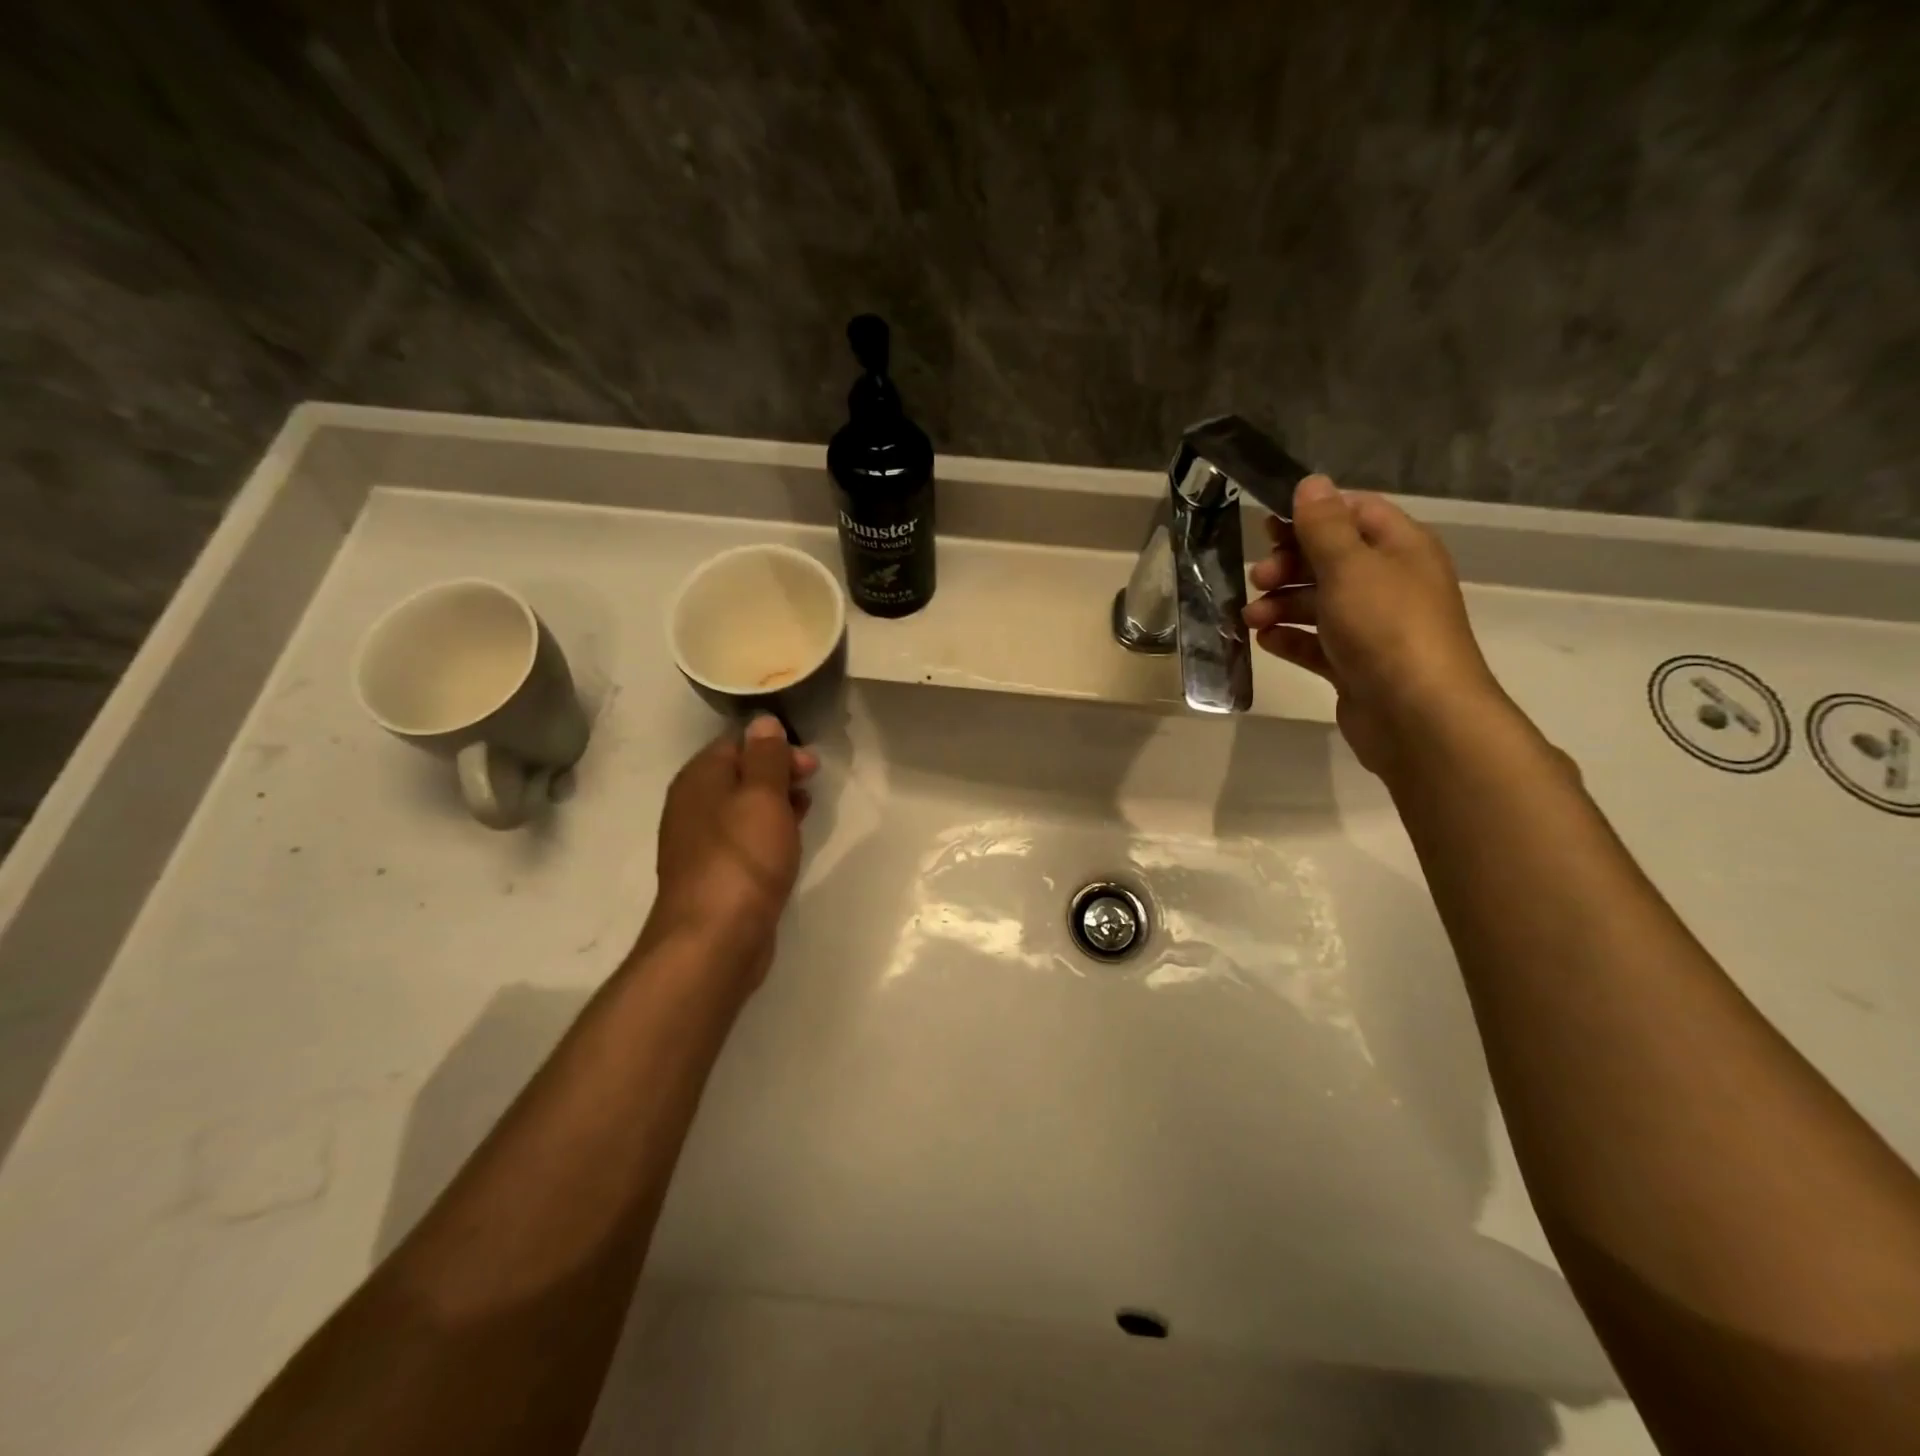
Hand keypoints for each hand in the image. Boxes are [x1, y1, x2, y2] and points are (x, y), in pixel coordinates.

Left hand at [647, 714, 818, 984]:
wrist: (714, 938)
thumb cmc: (742, 858)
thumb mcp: (762, 797)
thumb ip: (765, 756)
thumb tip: (763, 722)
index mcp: (699, 779)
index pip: (736, 742)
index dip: (775, 744)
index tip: (809, 761)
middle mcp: (693, 806)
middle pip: (740, 774)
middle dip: (778, 772)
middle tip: (813, 781)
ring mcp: (702, 843)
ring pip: (744, 808)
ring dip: (776, 802)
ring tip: (808, 807)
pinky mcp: (716, 874)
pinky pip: (745, 838)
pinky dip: (769, 831)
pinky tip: (791, 841)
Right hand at [1243, 475, 1507, 776]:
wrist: (1417, 715)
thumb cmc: (1386, 627)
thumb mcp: (1350, 566)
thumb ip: (1324, 525)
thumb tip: (1310, 483)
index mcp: (1399, 548)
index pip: (1354, 512)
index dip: (1311, 514)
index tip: (1268, 526)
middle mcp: (1389, 583)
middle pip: (1330, 559)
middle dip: (1288, 565)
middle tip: (1258, 578)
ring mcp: (1372, 627)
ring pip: (1318, 603)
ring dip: (1280, 605)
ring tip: (1251, 619)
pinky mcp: (1355, 665)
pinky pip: (1316, 643)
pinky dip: (1290, 639)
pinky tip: (1266, 641)